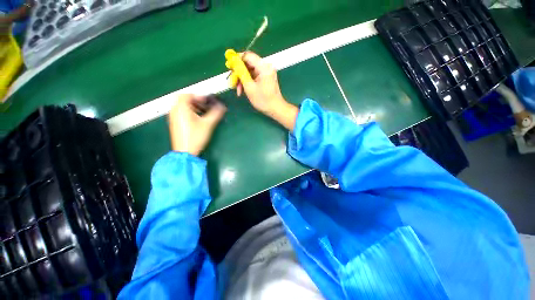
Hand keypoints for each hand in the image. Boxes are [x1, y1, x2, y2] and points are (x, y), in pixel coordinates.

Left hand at [168, 94, 225, 155]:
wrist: (185, 152)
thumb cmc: (196, 137)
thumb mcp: (208, 124)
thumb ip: (216, 114)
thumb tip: (222, 106)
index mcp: (181, 108)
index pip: (188, 95)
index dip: (199, 96)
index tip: (208, 101)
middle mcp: (175, 110)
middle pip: (183, 99)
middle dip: (195, 100)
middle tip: (204, 105)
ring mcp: (173, 117)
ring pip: (181, 105)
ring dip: (192, 106)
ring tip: (202, 112)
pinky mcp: (174, 123)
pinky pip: (180, 112)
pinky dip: (188, 111)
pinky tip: (196, 119)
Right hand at [225, 50, 297, 130]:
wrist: (276, 109)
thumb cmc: (263, 100)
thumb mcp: (249, 86)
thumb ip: (240, 72)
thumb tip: (233, 60)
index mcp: (263, 66)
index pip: (247, 56)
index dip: (236, 59)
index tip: (228, 67)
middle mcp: (266, 67)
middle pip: (248, 64)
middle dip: (238, 73)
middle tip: (232, 83)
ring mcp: (266, 73)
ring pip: (249, 71)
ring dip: (242, 80)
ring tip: (238, 91)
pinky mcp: (266, 79)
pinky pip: (254, 77)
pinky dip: (247, 82)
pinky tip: (243, 90)